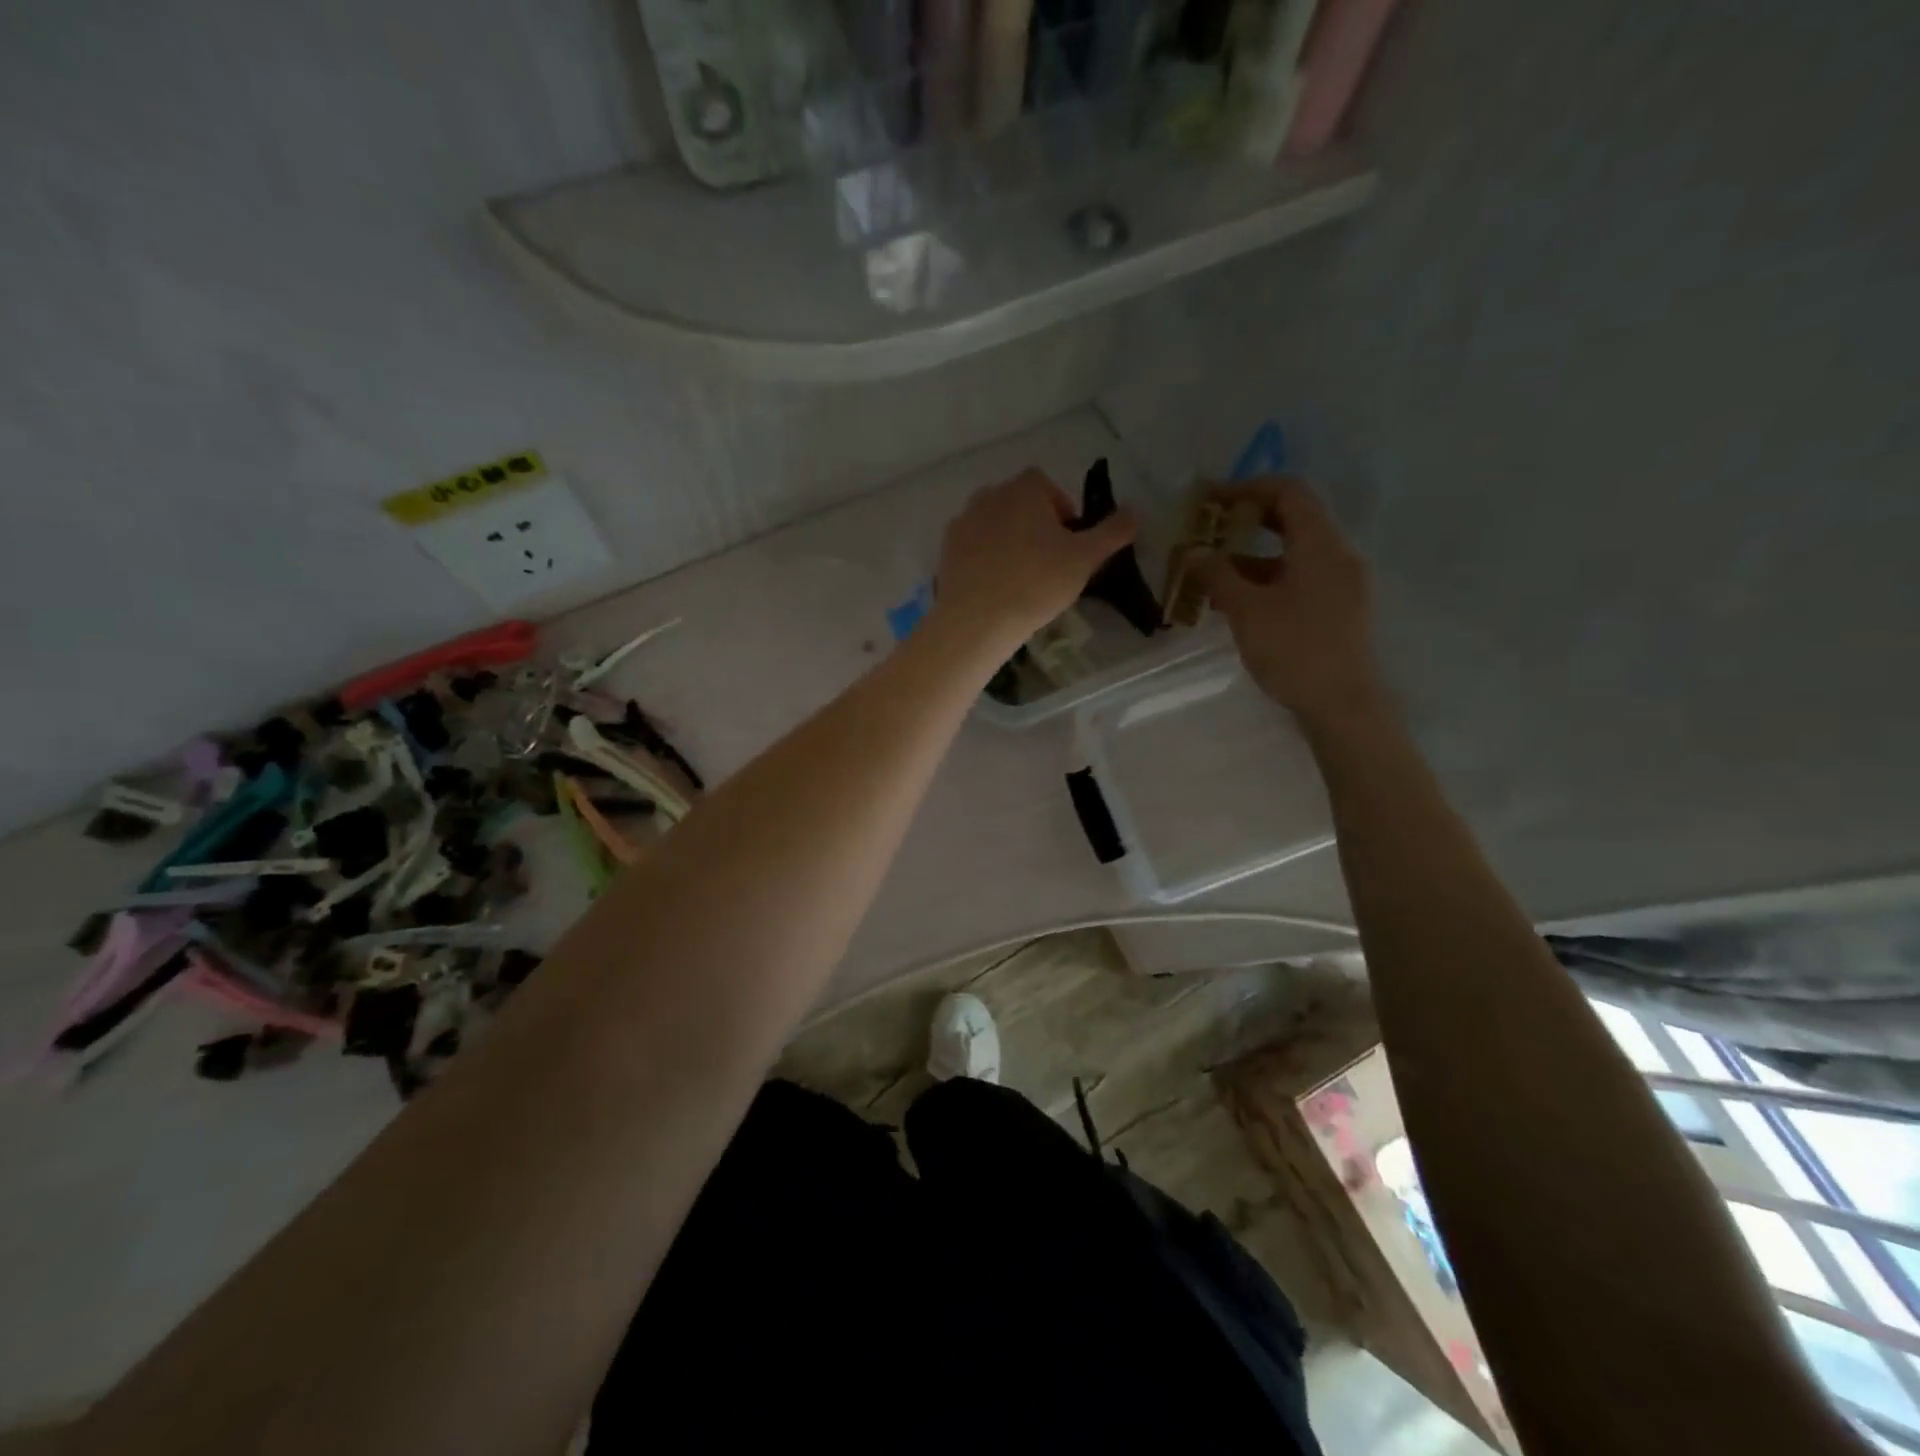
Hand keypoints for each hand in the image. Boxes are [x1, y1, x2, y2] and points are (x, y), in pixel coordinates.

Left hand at [934, 468, 1136, 648]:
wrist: (977, 620)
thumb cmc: (1037, 583)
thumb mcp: (1086, 558)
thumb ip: (1113, 532)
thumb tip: (1134, 512)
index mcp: (1024, 489)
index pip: (1046, 486)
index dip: (1061, 510)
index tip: (1068, 543)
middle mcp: (989, 495)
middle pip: (1018, 503)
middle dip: (1034, 525)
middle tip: (1048, 563)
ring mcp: (963, 522)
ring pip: (994, 524)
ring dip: (1008, 541)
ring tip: (1020, 577)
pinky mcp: (946, 550)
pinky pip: (973, 547)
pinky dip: (985, 559)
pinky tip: (995, 587)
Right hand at [1192, 478, 1384, 728]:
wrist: (1340, 704)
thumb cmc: (1294, 650)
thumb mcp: (1247, 610)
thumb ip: (1218, 575)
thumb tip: (1193, 550)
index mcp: (1320, 545)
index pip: (1289, 492)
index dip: (1248, 487)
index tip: (1210, 500)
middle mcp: (1336, 555)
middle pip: (1292, 520)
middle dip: (1246, 521)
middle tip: (1208, 530)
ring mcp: (1340, 583)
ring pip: (1292, 553)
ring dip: (1251, 556)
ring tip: (1210, 572)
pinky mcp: (1336, 608)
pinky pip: (1298, 578)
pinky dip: (1266, 579)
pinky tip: (1235, 601)